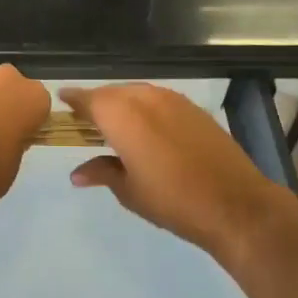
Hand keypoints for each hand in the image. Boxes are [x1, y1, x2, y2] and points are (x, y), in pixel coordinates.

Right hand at [62, 84, 297, 259]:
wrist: (235, 203)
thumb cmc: (172, 200)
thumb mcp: (129, 191)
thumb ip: (102, 172)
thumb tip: (77, 173)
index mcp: (122, 116)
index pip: (88, 99)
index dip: (73, 100)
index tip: (62, 101)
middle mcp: (144, 98)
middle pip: (112, 93)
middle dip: (97, 103)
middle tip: (86, 120)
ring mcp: (172, 99)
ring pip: (136, 93)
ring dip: (122, 103)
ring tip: (115, 124)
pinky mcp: (193, 108)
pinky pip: (158, 99)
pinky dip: (145, 107)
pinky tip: (147, 128)